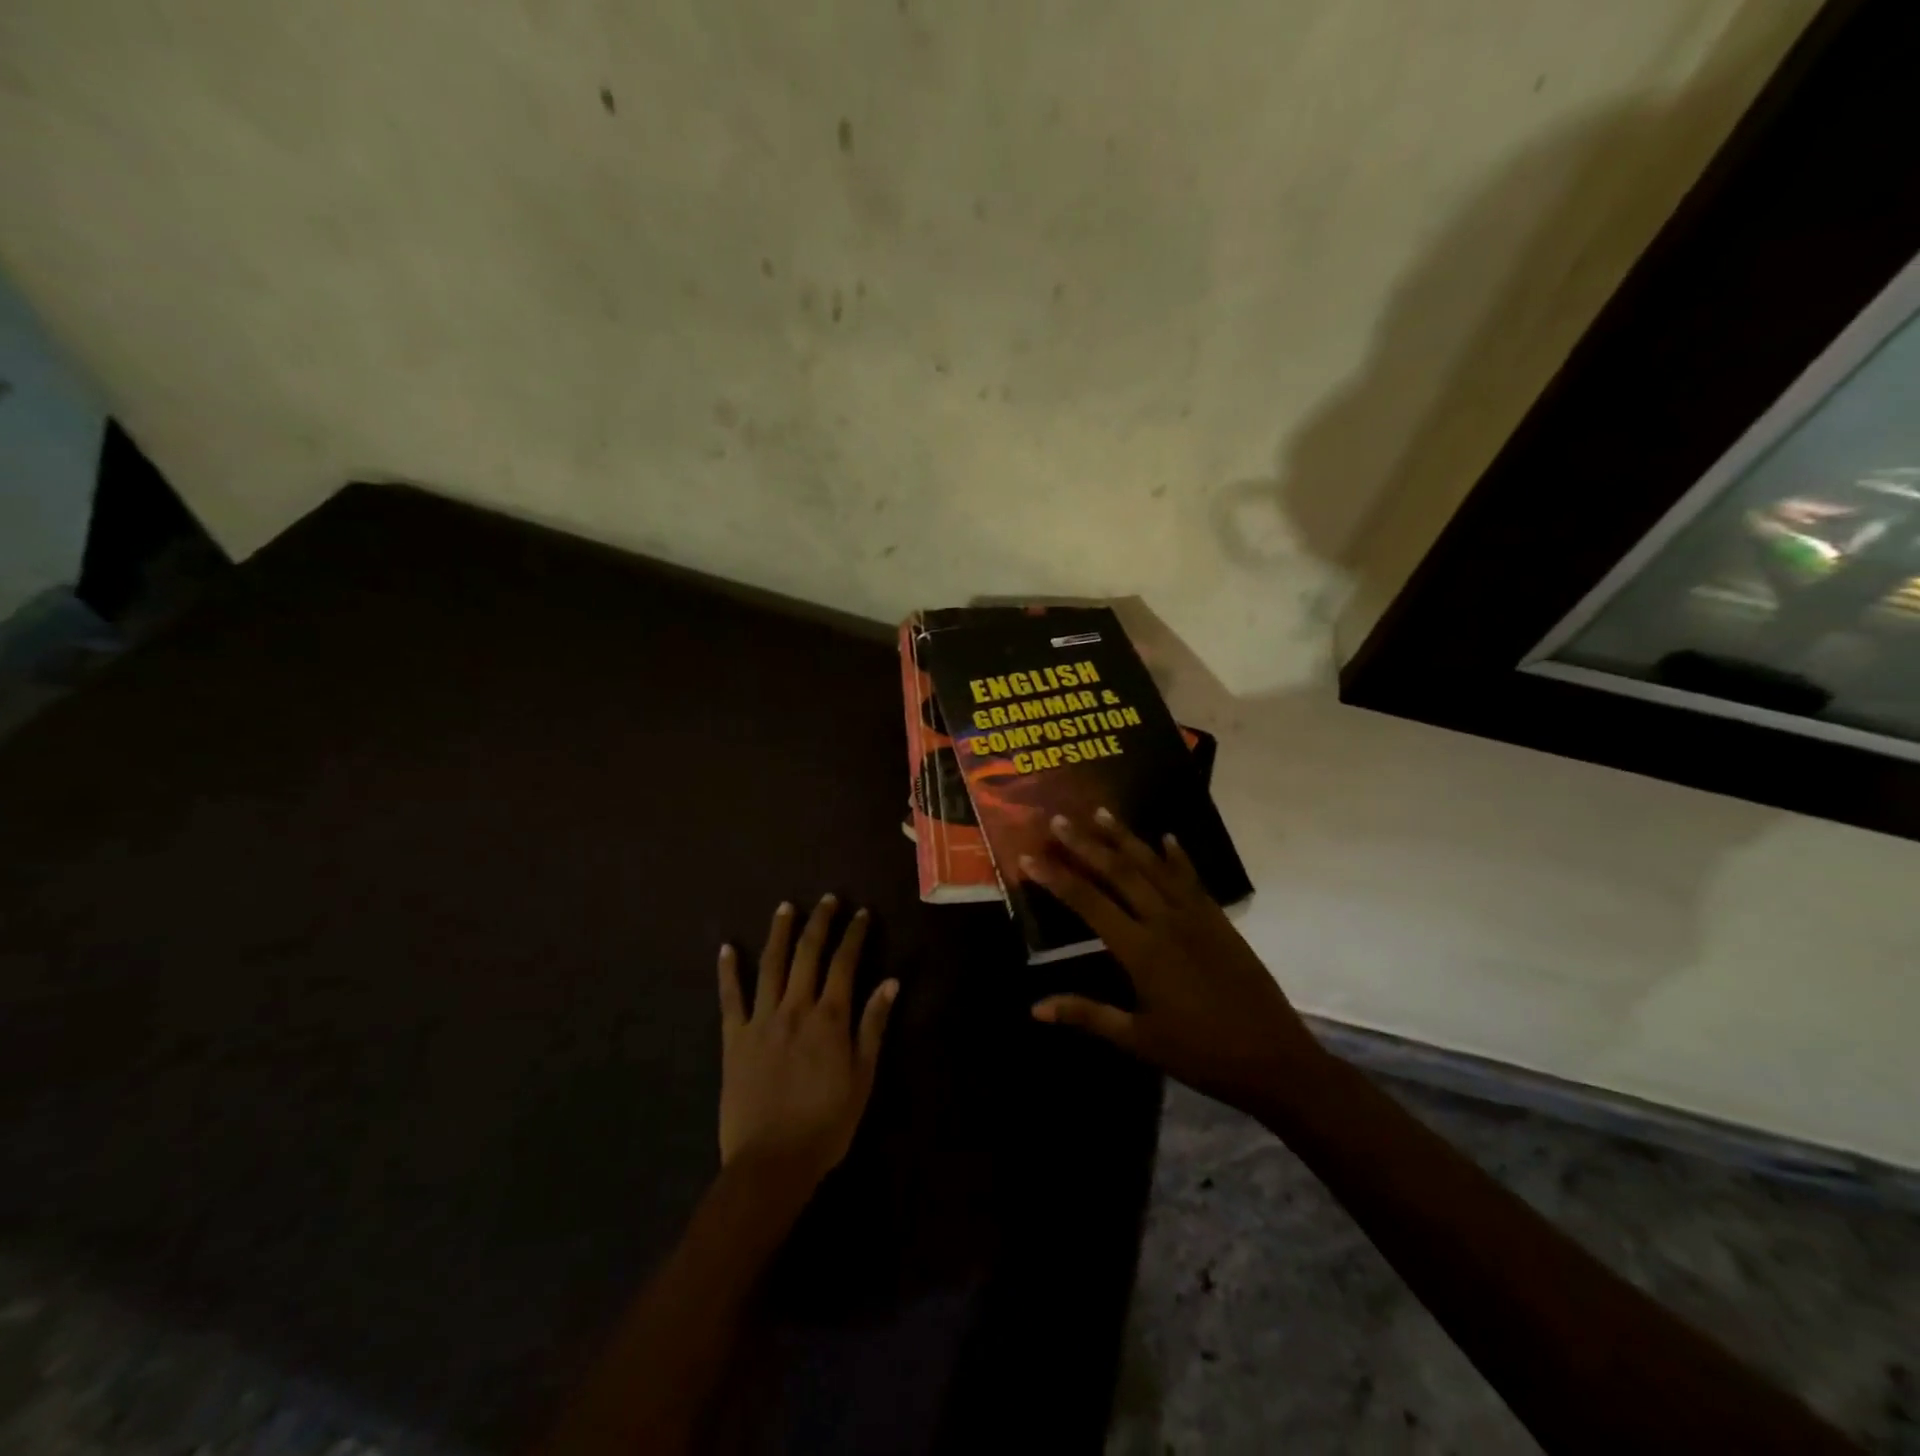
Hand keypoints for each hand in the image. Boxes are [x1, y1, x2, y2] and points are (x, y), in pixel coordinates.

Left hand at [717, 896, 898, 1192]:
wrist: (771, 1163)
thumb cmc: (826, 1124)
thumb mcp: (863, 1078)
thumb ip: (873, 1026)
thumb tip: (891, 982)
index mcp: (830, 1018)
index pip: (845, 963)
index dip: (854, 935)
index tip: (862, 914)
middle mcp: (795, 1008)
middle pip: (807, 954)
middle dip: (820, 922)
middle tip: (828, 900)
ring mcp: (761, 1020)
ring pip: (771, 965)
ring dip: (779, 933)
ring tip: (786, 907)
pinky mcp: (734, 1038)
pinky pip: (730, 998)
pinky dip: (728, 971)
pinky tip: (726, 947)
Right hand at [1024, 811, 1325, 1116]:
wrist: (1273, 1060)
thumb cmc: (1200, 1053)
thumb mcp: (1138, 1040)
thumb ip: (1087, 1015)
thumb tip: (1035, 1008)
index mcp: (1141, 950)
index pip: (1089, 903)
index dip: (1056, 878)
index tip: (1029, 857)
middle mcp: (1165, 922)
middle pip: (1119, 872)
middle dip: (1085, 845)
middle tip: (1059, 819)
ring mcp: (1196, 916)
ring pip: (1154, 867)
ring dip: (1126, 838)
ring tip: (1101, 812)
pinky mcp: (1219, 920)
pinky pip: (1193, 879)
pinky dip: (1178, 857)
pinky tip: (1167, 838)